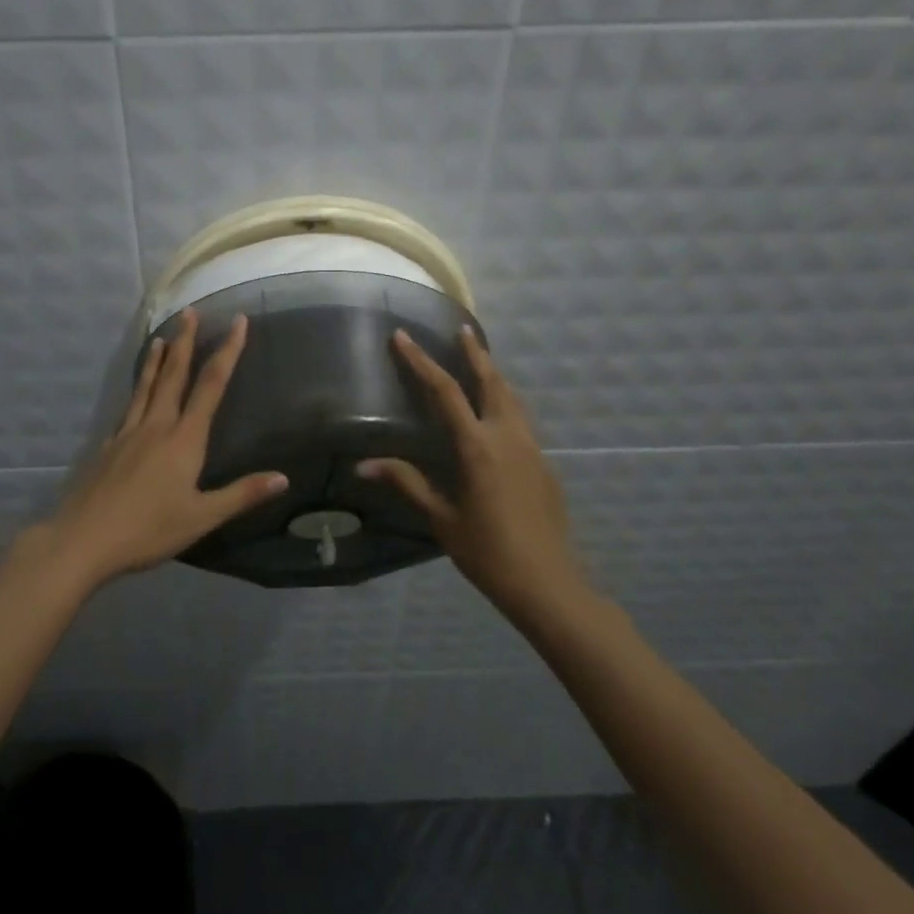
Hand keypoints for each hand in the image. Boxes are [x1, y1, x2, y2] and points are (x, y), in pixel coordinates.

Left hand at [36, 309, 287, 589]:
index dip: (227, 352)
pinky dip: (136, 389)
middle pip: (174, 375)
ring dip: (156, 359)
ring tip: (161, 338)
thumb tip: (283, 478)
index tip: (238, 322)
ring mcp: (128, 433)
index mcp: (183, 439)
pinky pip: (128, 406)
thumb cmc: (148, 530)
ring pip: (145, 386)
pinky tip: (134, 392)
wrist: (84, 539)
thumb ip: (241, 495)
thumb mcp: (201, 517)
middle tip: (190, 313)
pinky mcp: (108, 446)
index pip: (211, 386)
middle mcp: (156, 426)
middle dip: (185, 342)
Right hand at [359, 328, 588, 621]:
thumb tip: (364, 465)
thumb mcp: (442, 518)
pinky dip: (505, 400)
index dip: (421, 361)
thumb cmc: (488, 552)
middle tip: (462, 329)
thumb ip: (407, 483)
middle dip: (474, 353)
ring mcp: (532, 448)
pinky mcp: (544, 464)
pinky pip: (521, 419)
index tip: (403, 337)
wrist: (549, 584)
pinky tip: (497, 411)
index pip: (445, 392)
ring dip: (494, 374)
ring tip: (480, 360)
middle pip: (491, 381)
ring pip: (512, 397)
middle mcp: (508, 437)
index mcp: (478, 447)